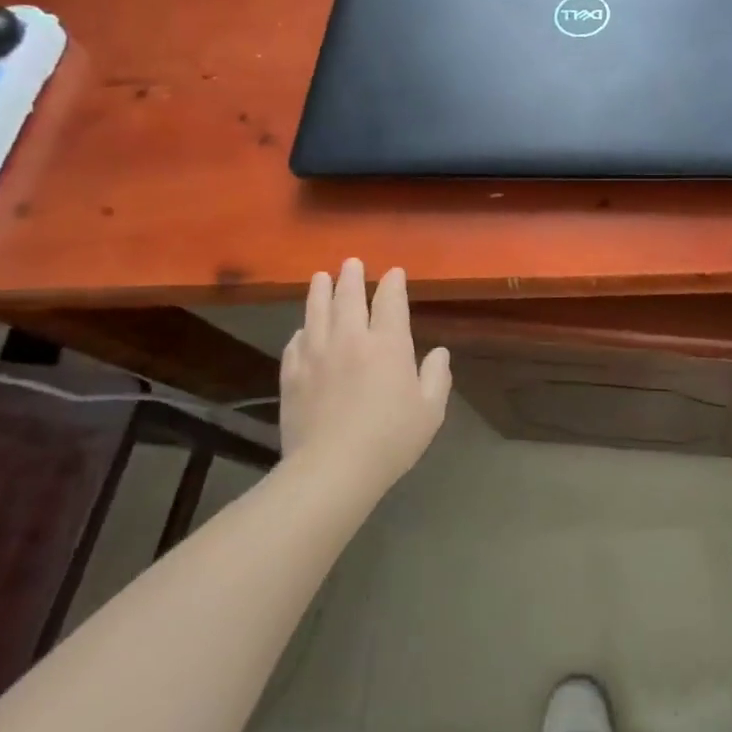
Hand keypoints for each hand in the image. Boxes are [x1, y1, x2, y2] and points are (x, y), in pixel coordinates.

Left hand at [280, 259, 450, 493]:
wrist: (332, 468)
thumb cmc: (390, 439)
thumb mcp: (430, 410)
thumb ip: (437, 376)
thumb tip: (439, 353)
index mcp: (388, 343)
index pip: (390, 300)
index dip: (392, 283)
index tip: (394, 273)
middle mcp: (351, 338)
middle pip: (348, 297)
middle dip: (351, 276)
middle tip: (351, 263)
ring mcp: (317, 354)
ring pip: (316, 311)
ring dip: (320, 290)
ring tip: (321, 277)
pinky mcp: (292, 375)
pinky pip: (295, 342)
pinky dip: (301, 330)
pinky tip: (302, 330)